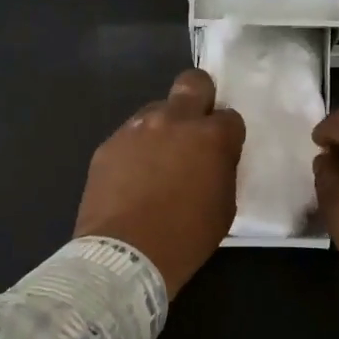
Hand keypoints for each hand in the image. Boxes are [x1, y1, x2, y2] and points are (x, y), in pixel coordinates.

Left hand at [74, 69, 245, 296]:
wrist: (125, 255)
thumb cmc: (185, 238)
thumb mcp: (224, 207)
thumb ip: (222, 171)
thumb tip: (214, 160)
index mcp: (211, 137)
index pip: (230, 117)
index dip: (227, 135)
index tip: (222, 153)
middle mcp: (174, 121)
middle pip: (193, 82)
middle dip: (200, 97)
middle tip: (195, 127)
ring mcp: (137, 129)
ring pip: (157, 109)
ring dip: (164, 127)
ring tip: (158, 161)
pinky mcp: (108, 144)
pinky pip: (130, 135)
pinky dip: (137, 149)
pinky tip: (133, 176)